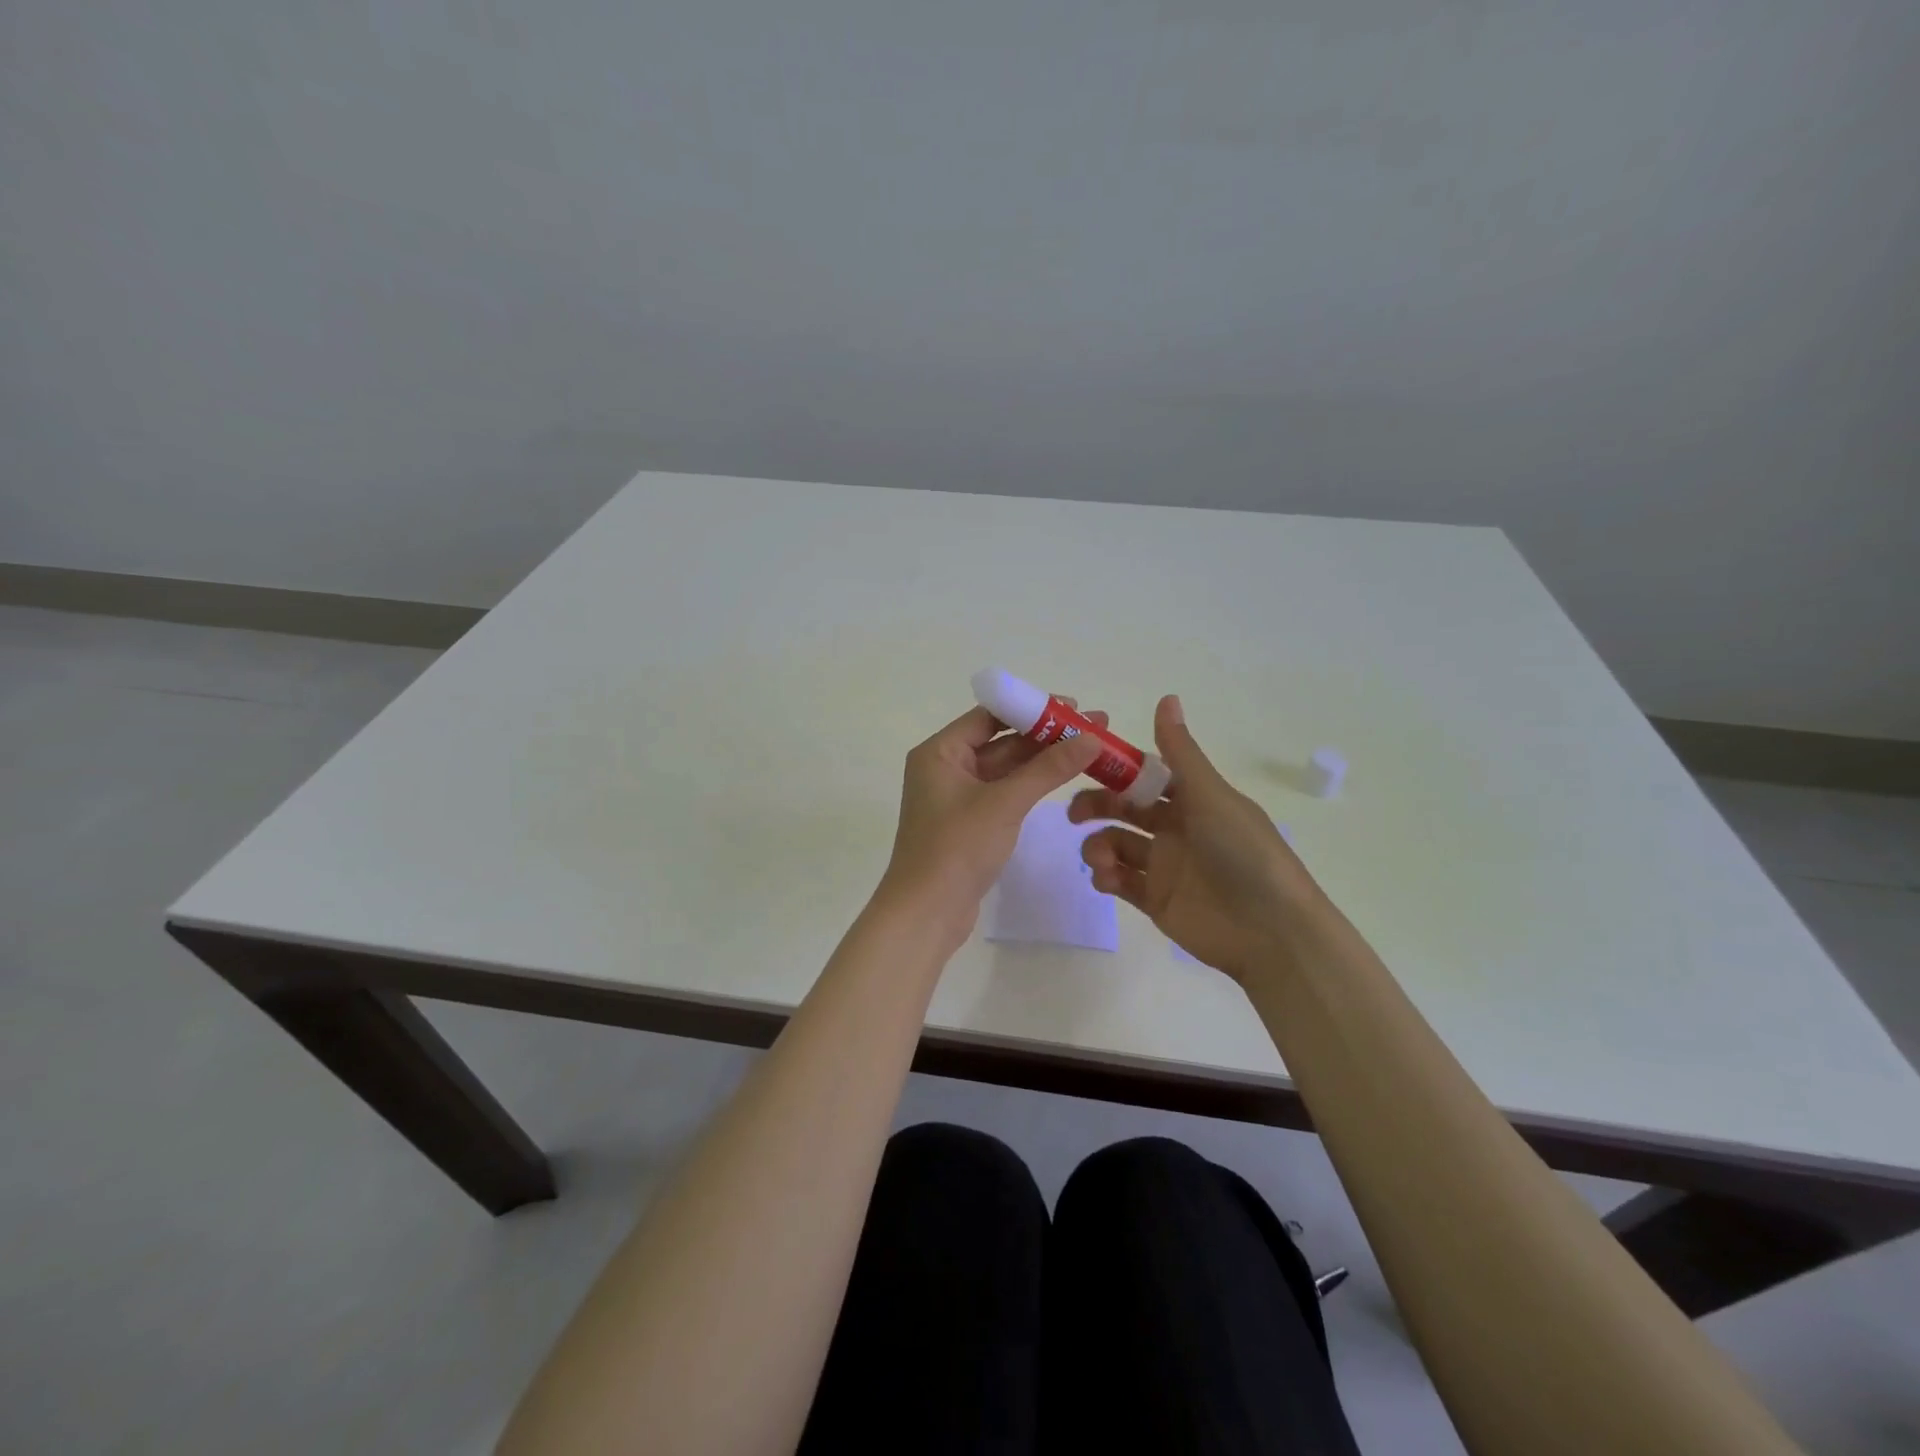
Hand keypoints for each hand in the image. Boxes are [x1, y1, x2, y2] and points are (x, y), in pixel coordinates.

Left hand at [879, 700, 1103, 951]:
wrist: (926, 913)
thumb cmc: (957, 848)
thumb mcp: (1005, 803)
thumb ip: (1048, 769)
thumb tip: (1091, 737)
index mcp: (940, 752)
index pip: (990, 715)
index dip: (1032, 708)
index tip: (1073, 706)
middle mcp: (945, 767)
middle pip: (1001, 740)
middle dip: (1046, 735)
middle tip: (1093, 726)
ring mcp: (957, 796)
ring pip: (1006, 768)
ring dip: (1043, 760)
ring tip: (1089, 748)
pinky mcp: (970, 822)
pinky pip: (1004, 792)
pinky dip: (1032, 784)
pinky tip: (1063, 778)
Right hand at [1069, 695, 1322, 982]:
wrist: (1270, 932)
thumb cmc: (1244, 853)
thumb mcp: (1212, 796)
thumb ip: (1181, 753)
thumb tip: (1166, 696)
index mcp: (1193, 800)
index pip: (1145, 776)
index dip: (1116, 770)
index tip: (1084, 765)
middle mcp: (1177, 829)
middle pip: (1124, 809)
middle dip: (1097, 807)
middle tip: (1075, 815)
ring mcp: (1165, 866)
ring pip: (1117, 844)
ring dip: (1099, 845)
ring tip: (1100, 858)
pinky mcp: (1155, 900)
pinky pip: (1120, 881)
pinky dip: (1106, 876)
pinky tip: (1106, 879)